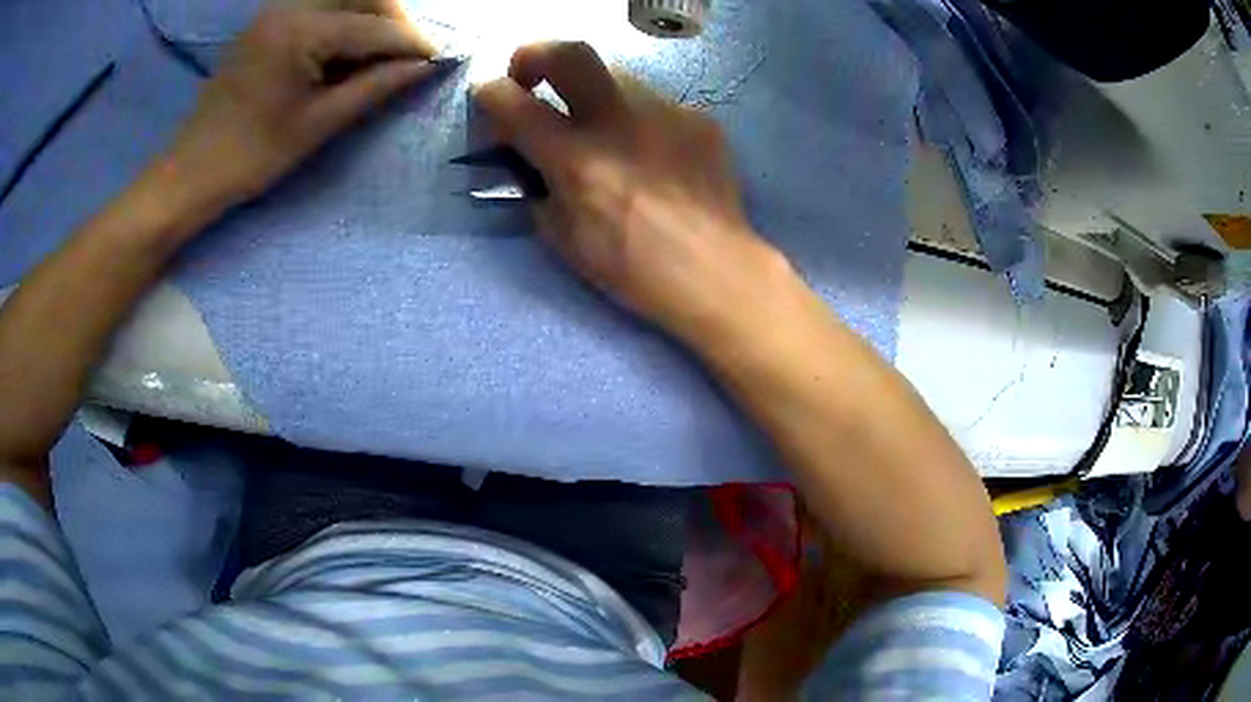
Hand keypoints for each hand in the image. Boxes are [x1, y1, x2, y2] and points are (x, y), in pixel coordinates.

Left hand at [164, 4, 437, 208]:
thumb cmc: (252, 156)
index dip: (411, 42)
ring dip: (369, 16)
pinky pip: (317, 6)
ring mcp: (274, 11)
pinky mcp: (266, 22)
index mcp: (300, 32)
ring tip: (379, 51)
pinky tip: (345, 48)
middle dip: (393, 19)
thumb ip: (374, 87)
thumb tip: (424, 67)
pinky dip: (341, 19)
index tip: (440, 59)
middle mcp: (289, 7)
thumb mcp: (318, 124)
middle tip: (408, 54)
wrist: (192, 171)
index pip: (374, 26)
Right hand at [473, 42, 791, 345]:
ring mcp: (665, 112)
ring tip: (602, 128)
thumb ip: (537, 187)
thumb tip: (528, 157)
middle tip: (530, 76)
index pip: (515, 103)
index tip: (487, 95)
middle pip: (570, 53)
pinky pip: (654, 103)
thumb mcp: (562, 238)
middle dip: (535, 54)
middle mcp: (619, 121)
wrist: (714, 270)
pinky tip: (650, 151)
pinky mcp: (698, 118)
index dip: (490, 93)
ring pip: (615, 75)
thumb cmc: (632, 267)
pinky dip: (637, 118)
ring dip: (592, 93)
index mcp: (577, 159)